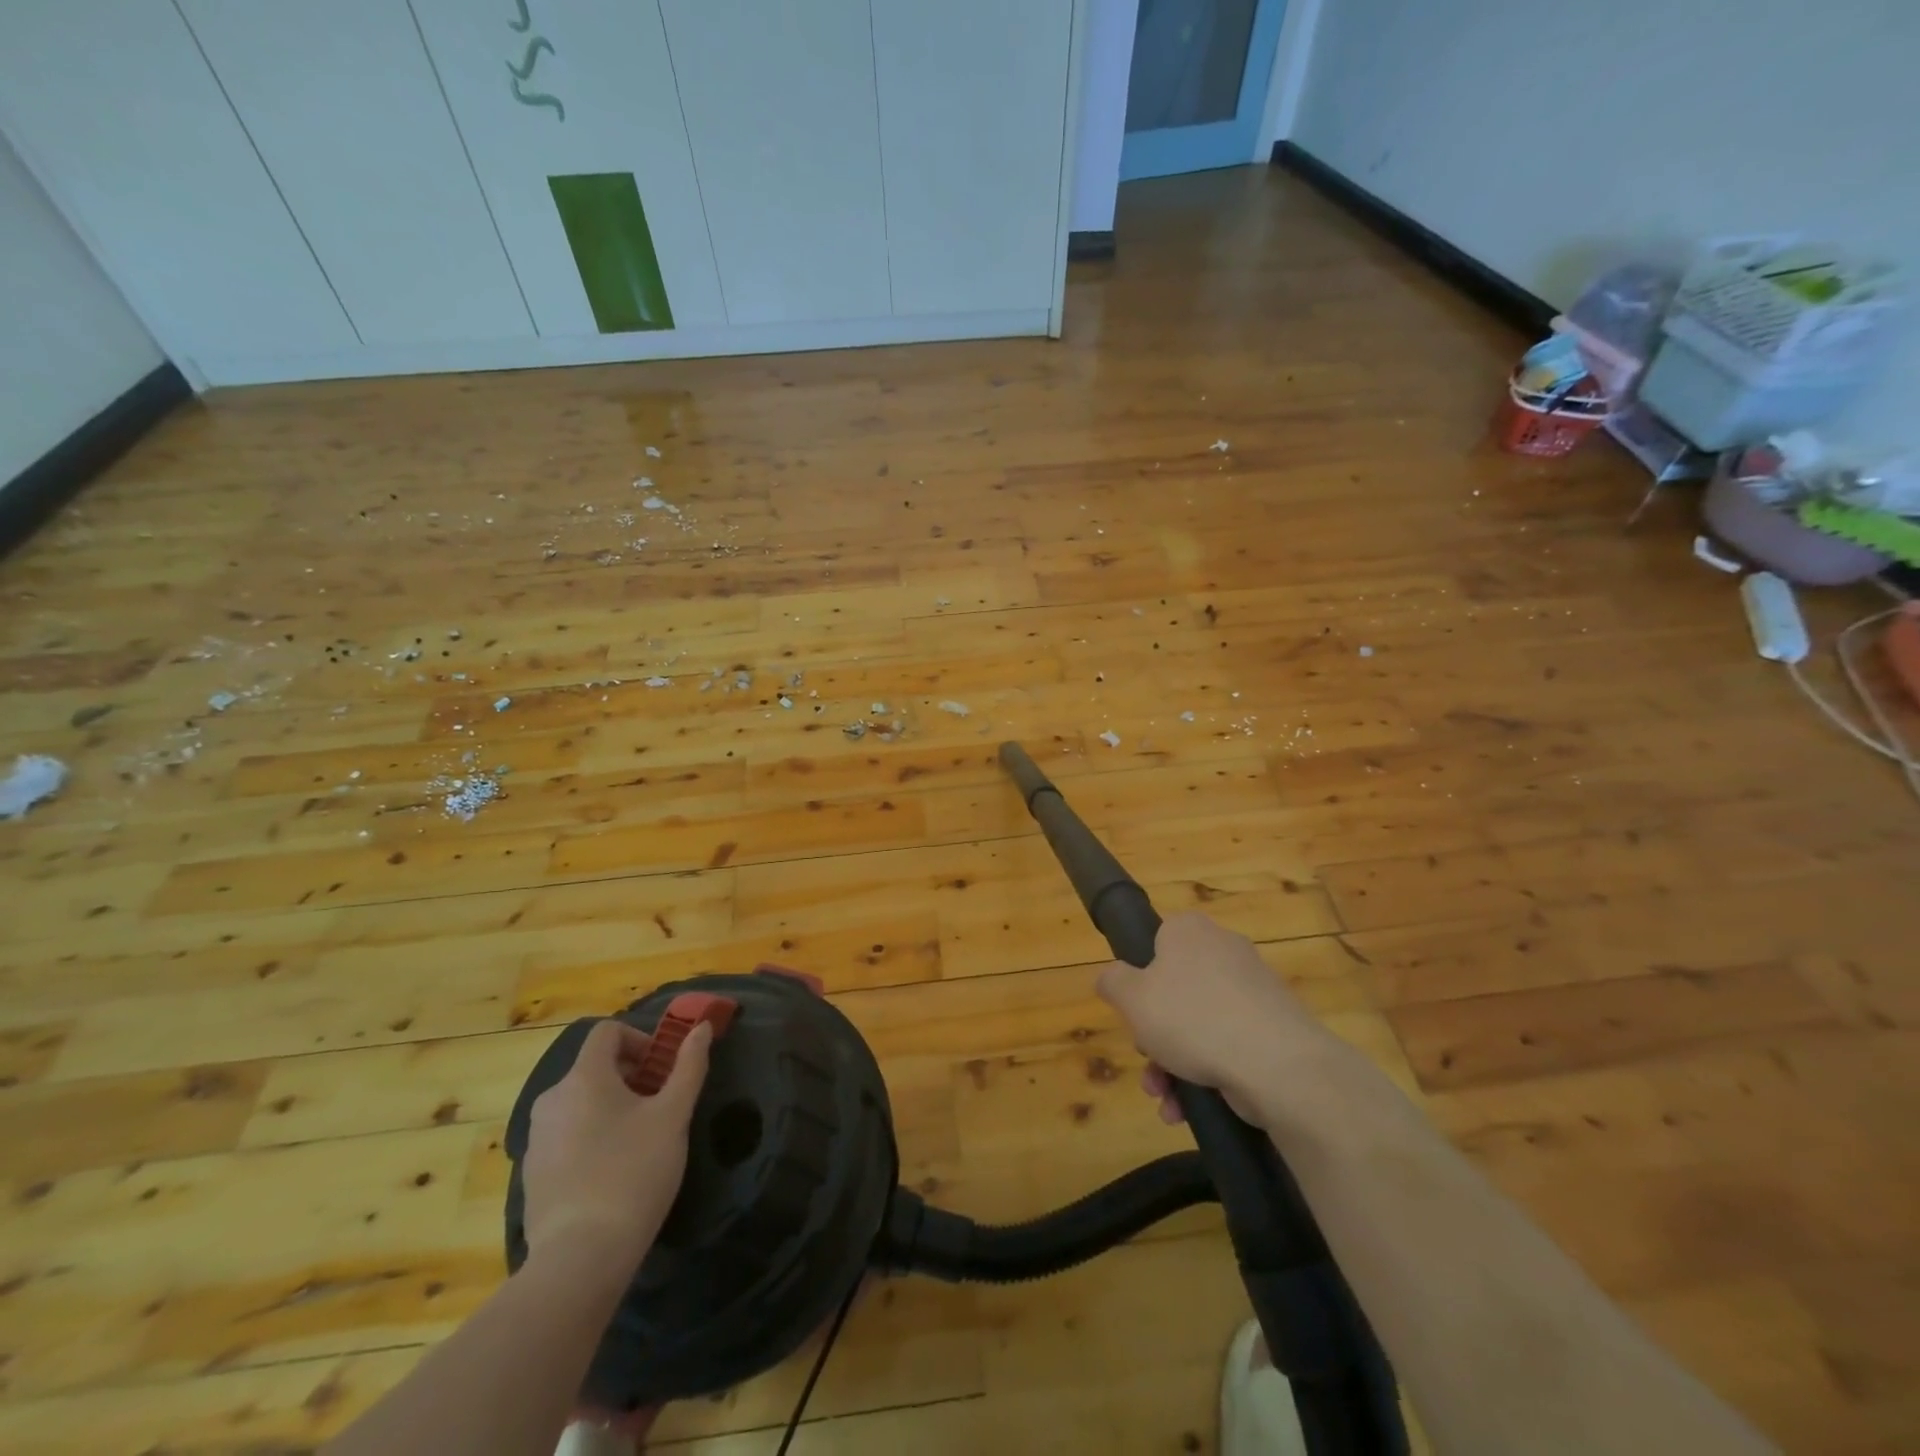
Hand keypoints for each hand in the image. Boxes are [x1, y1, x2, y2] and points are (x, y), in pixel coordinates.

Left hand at [522, 1018, 711, 1276]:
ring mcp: (536, 1138)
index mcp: (584, 1077)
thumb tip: (703, 1027)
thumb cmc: (634, 1172)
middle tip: (658, 1105)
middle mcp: (552, 1099)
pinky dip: (590, 1136)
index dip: (639, 1039)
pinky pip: (565, 1135)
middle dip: (629, 1076)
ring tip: (638, 1139)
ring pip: (579, 1102)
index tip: (661, 1069)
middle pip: (593, 1067)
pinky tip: (612, 1171)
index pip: (607, 1032)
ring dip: (610, 1106)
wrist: (580, 1257)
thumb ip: (689, 1066)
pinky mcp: (531, 1173)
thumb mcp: (673, 1115)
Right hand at [1096, 912, 1334, 1125]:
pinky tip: (1189, 1110)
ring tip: (1165, 1102)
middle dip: (1154, 1035)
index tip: (1134, 1012)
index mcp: (1189, 930)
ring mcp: (1253, 990)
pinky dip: (1206, 1073)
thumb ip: (1112, 981)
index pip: (1155, 942)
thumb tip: (1111, 977)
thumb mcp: (1132, 998)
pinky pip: (1228, 1044)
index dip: (1139, 978)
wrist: (1279, 1065)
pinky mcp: (1274, 1027)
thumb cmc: (1193, 1018)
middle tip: (1147, 1061)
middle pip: (1175, 990)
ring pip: (1199, 1023)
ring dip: (1174, 1064)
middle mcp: (1223, 950)